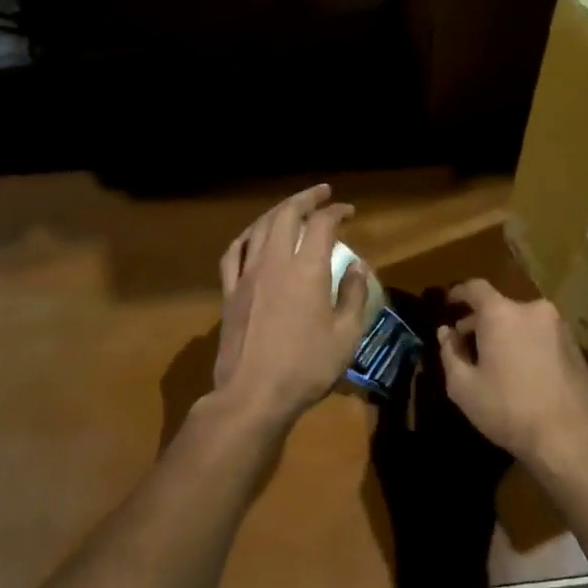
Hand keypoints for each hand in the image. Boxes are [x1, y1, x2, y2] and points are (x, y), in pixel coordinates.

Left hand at [213, 184, 373, 428]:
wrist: (253, 394)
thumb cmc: (306, 367)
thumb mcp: (346, 335)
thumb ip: (354, 295)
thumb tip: (358, 267)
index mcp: (307, 270)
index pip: (322, 224)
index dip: (336, 212)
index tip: (349, 212)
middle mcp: (275, 262)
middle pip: (287, 214)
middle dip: (306, 198)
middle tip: (322, 194)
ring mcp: (247, 275)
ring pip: (260, 227)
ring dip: (278, 211)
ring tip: (291, 207)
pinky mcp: (229, 292)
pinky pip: (234, 252)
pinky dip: (248, 235)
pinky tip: (254, 236)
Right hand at [437, 280, 587, 466]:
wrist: (568, 438)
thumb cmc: (507, 409)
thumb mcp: (463, 387)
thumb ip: (450, 353)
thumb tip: (446, 333)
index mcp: (502, 314)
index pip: (475, 288)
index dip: (459, 293)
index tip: (449, 304)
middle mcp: (533, 310)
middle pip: (500, 306)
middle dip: (481, 321)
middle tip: (467, 343)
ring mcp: (559, 327)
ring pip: (524, 321)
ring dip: (507, 333)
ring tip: (496, 360)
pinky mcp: (577, 347)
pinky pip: (543, 336)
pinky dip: (528, 344)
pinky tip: (523, 372)